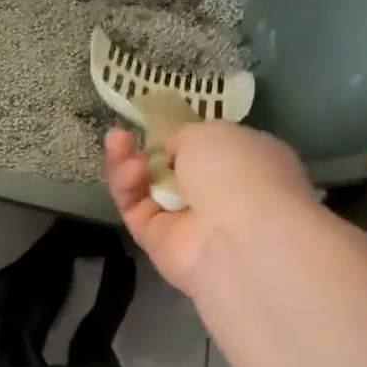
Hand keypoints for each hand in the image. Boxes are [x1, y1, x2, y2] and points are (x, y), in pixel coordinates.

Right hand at [104, 124, 315, 296]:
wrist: (237, 236)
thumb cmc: (238, 171)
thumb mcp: (212, 132)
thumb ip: (186, 138)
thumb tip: (172, 153)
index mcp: (248, 164)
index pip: (212, 149)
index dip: (185, 137)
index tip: (162, 125)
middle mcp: (219, 195)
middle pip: (172, 168)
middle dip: (151, 150)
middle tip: (129, 133)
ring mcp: (187, 221)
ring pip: (146, 186)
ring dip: (129, 161)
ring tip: (118, 140)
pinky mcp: (156, 241)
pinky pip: (133, 206)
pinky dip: (125, 183)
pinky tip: (126, 165)